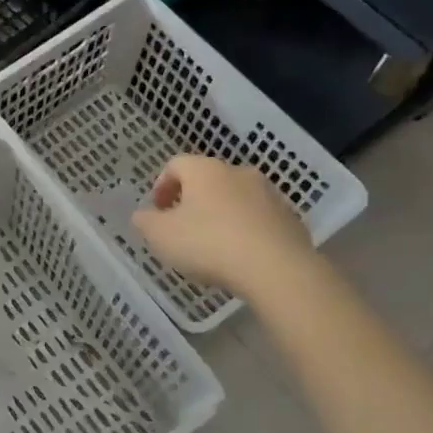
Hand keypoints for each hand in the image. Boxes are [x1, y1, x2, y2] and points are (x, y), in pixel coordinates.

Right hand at [131, 155, 313, 295]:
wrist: (275, 268)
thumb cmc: (208, 244)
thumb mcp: (161, 236)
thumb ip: (145, 222)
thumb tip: (142, 214)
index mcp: (205, 171)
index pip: (176, 164)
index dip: (161, 185)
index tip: (156, 210)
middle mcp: (239, 173)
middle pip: (208, 180)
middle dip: (191, 201)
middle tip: (180, 228)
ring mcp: (269, 194)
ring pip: (235, 199)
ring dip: (220, 215)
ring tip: (211, 245)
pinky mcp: (289, 219)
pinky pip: (258, 219)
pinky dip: (244, 231)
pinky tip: (238, 256)